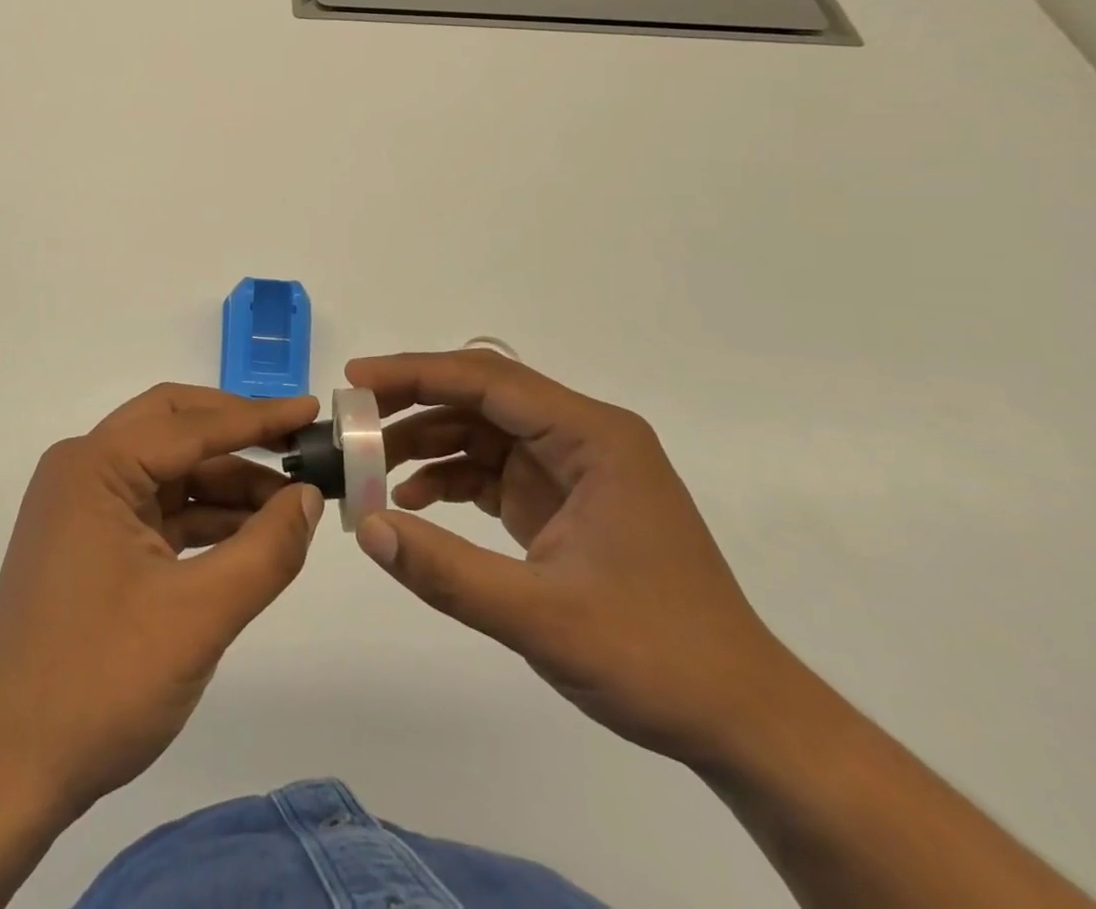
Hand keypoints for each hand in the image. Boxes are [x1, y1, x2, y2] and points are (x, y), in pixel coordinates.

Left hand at [0, 385, 324, 813]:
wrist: (8, 772)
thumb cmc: (100, 681)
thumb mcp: (198, 616)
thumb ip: (265, 550)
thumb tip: (309, 497)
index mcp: (95, 466)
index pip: (190, 424)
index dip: (257, 417)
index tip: (311, 410)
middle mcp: (83, 470)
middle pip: (173, 428)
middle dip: (237, 434)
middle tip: (297, 443)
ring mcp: (82, 507)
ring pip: (167, 471)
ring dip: (225, 482)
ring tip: (291, 504)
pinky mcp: (89, 543)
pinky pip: (156, 509)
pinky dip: (203, 517)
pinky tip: (250, 535)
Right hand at [349, 349, 797, 767]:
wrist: (744, 722)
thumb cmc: (657, 657)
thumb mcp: (543, 617)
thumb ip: (448, 571)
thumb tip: (365, 528)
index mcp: (592, 437)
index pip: (487, 380)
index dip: (415, 374)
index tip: (355, 381)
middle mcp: (582, 438)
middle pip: (480, 397)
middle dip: (412, 404)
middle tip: (352, 423)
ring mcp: (573, 469)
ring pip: (480, 431)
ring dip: (424, 443)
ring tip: (368, 468)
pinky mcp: (562, 502)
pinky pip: (491, 470)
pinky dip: (448, 478)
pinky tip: (412, 501)